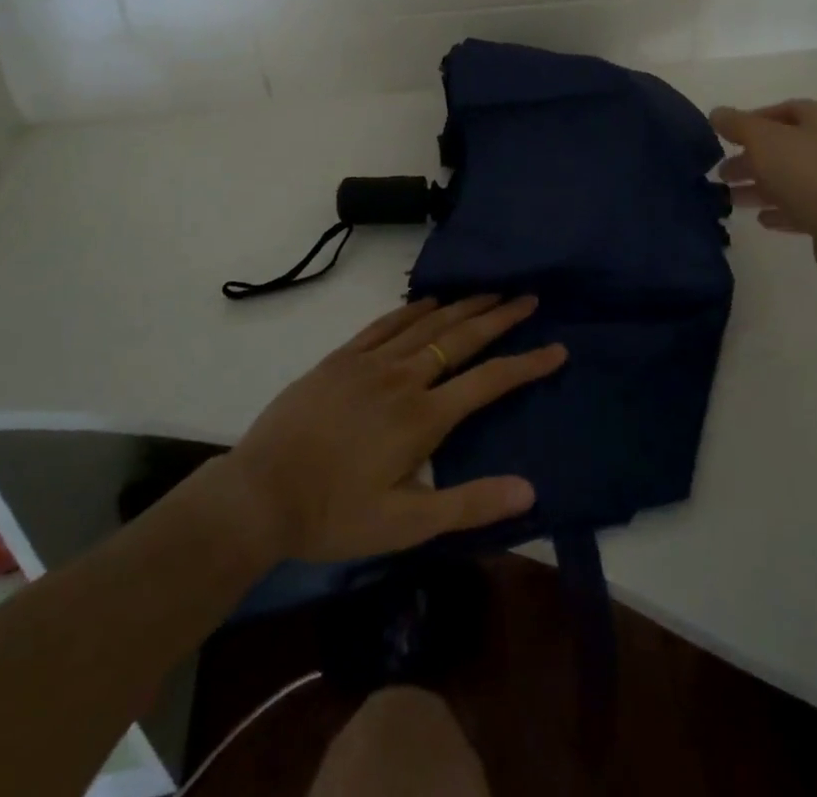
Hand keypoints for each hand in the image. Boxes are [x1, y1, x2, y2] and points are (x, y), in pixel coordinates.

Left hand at [217, 295, 566, 563]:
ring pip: (426, 322)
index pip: (488, 382)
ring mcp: (370, 362)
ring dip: (462, 305)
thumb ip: (468, 504)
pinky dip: (412, 308)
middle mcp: (403, 378)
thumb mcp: (405, 525)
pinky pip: (385, 323)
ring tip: (490, 290)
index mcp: (423, 418)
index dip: (526, 364)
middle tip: (528, 297)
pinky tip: (428, 301)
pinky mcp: (341, 358)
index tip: (557, 348)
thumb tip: (529, 488)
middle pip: (461, 338)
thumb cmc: (333, 515)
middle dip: (499, 316)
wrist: (259, 494)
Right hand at [710, 99, 816, 290]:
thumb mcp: (763, 140)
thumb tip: (717, 113)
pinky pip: (803, 207)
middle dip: (750, 158)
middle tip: (721, 173)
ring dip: (759, 187)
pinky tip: (762, 220)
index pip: (783, 110)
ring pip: (790, 179)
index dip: (750, 121)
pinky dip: (780, 210)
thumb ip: (737, 124)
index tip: (724, 138)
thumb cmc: (809, 174)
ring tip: (730, 199)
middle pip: (784, 146)